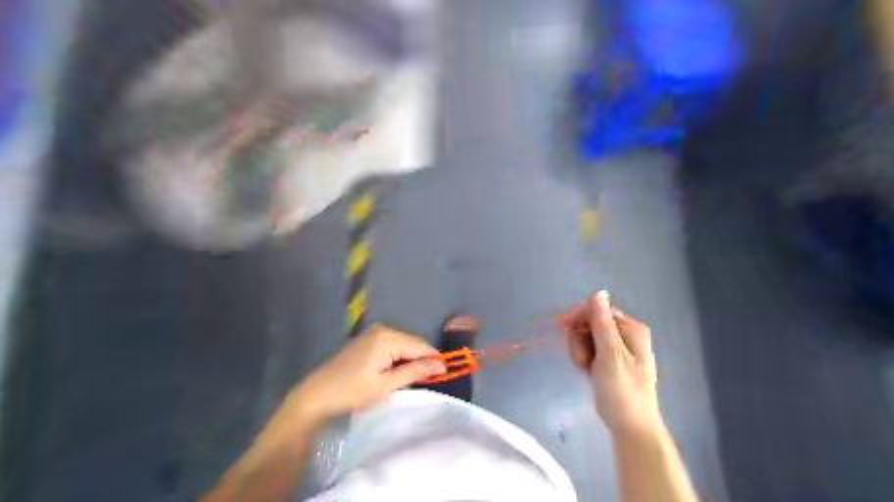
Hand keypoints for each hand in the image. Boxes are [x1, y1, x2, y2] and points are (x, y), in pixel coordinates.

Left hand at [294, 325, 446, 423]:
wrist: (316, 395)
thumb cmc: (351, 392)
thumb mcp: (386, 385)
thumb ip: (415, 372)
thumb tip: (440, 365)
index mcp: (387, 338)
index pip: (420, 346)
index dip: (434, 360)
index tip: (444, 375)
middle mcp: (382, 330)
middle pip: (412, 343)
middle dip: (422, 359)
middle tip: (428, 380)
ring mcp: (373, 334)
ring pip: (403, 345)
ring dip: (410, 360)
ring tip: (413, 379)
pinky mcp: (366, 341)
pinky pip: (392, 346)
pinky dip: (398, 358)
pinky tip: (396, 372)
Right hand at [558, 293, 662, 437]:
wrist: (630, 428)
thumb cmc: (622, 391)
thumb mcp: (610, 354)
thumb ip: (602, 323)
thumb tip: (598, 292)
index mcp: (630, 329)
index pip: (597, 310)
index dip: (579, 319)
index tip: (563, 330)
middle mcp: (625, 334)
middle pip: (590, 323)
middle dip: (580, 340)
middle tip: (583, 361)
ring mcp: (617, 348)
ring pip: (586, 337)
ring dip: (580, 351)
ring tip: (586, 369)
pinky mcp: (609, 361)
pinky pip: (589, 350)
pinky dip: (584, 358)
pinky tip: (587, 372)